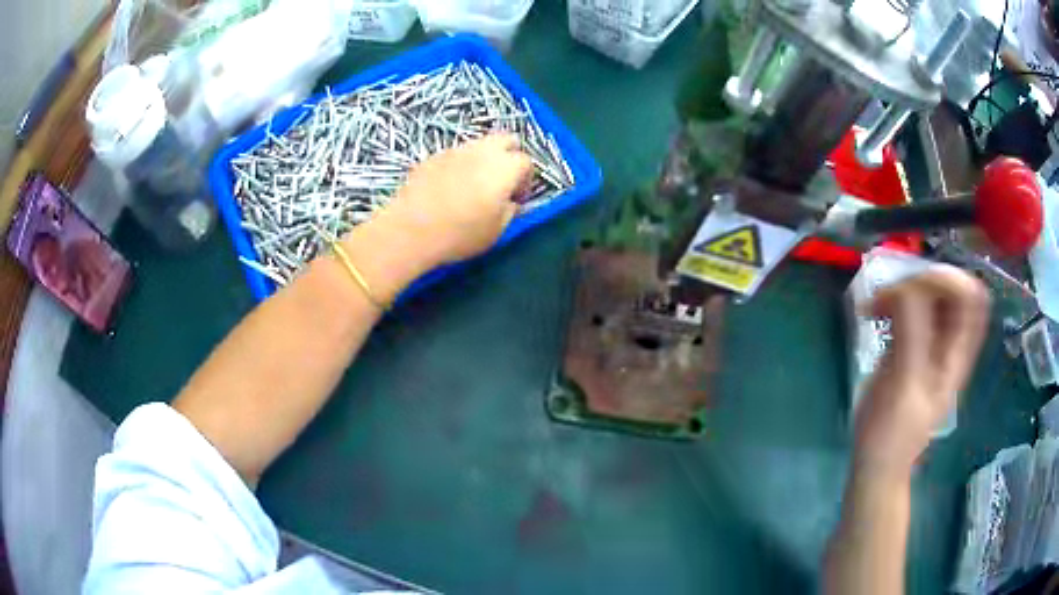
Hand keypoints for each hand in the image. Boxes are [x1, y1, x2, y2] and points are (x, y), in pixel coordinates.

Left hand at [375, 134, 533, 270]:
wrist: (410, 229)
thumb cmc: (460, 233)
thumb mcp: (496, 231)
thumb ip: (510, 211)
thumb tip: (510, 202)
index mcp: (505, 167)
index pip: (526, 162)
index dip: (526, 180)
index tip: (517, 199)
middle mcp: (483, 150)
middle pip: (506, 139)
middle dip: (510, 156)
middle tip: (503, 182)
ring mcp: (455, 150)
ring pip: (479, 144)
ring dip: (485, 159)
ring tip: (475, 185)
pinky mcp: (432, 156)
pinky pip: (455, 154)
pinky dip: (460, 165)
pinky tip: (449, 188)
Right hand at [854, 267, 989, 478]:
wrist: (877, 464)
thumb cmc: (891, 434)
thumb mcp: (904, 386)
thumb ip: (911, 335)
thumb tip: (906, 288)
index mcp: (957, 353)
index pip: (971, 296)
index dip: (949, 280)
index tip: (915, 288)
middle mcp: (949, 342)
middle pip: (950, 288)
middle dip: (921, 281)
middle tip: (891, 296)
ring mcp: (930, 343)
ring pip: (929, 294)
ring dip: (903, 289)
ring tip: (877, 304)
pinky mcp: (911, 345)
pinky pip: (910, 308)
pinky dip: (893, 301)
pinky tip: (875, 313)